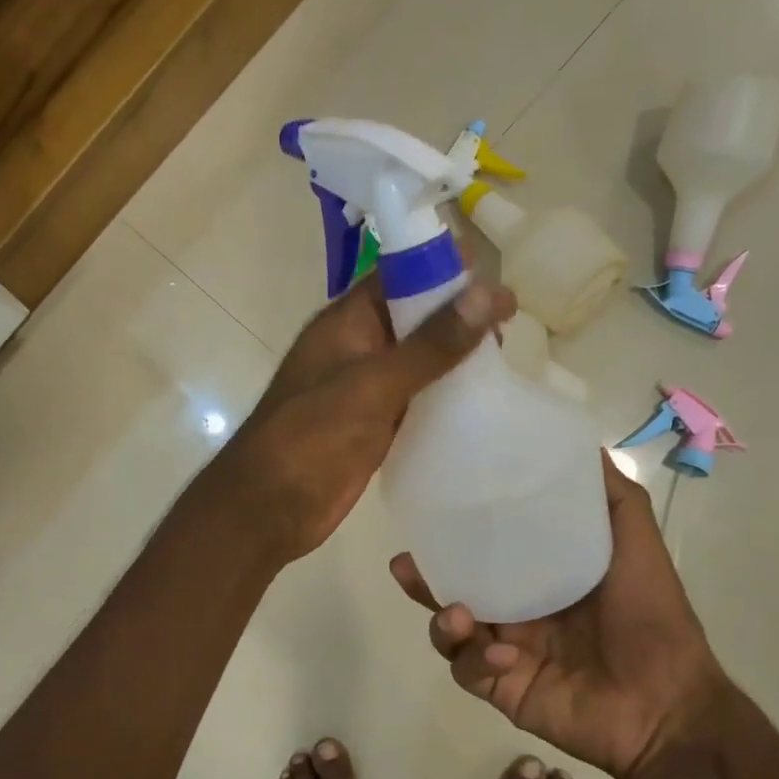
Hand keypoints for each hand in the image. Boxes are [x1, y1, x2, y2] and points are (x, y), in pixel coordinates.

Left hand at [208, 272, 513, 566]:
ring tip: (504, 361)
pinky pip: (416, 400)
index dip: (444, 269)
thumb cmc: (312, 436)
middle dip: (457, 316)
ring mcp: (365, 390)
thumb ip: (431, 344)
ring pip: (418, 361)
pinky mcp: (374, 426)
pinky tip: (480, 403)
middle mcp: (356, 348)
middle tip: (510, 325)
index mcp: (346, 322)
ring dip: (454, 359)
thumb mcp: (373, 384)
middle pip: (414, 318)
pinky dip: (444, 398)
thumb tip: (489, 292)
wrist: (268, 508)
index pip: (399, 276)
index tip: (495, 275)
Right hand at [390, 453, 728, 778]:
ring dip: (443, 621)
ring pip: (450, 631)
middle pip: (455, 589)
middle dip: (425, 578)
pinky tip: (504, 655)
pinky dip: (477, 660)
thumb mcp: (636, 543)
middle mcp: (516, 611)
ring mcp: (504, 651)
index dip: (455, 534)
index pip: (486, 550)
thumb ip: (611, 497)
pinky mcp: (500, 688)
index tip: (431, 510)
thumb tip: (580, 445)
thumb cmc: (651, 617)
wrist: (666, 704)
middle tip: (405, 564)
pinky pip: (468, 671)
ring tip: (456, 613)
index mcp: (540, 577)